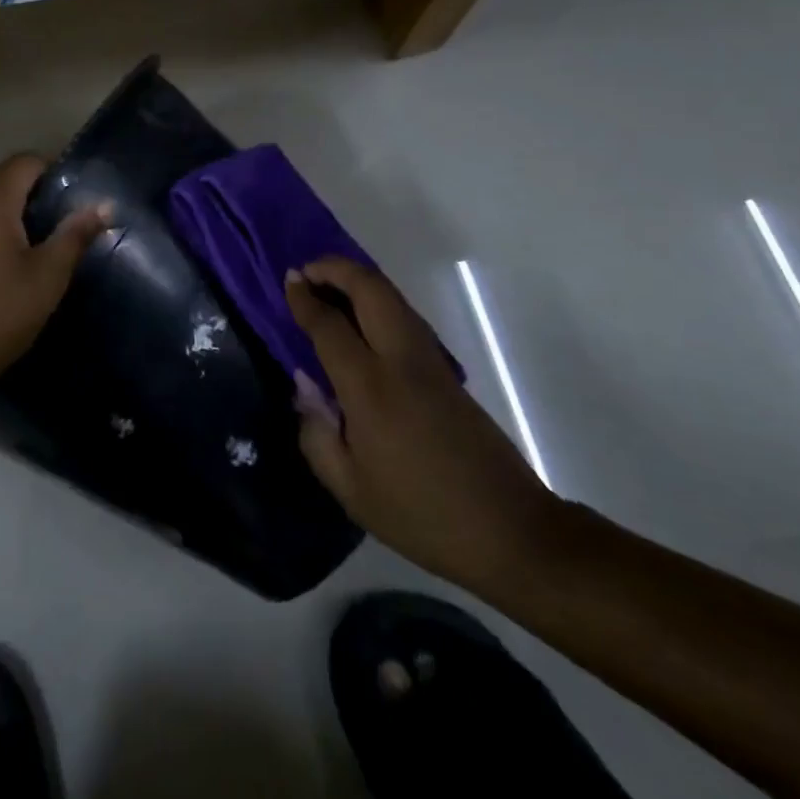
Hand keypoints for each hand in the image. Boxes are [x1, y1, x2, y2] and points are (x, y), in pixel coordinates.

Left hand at [0, 155, 109, 391]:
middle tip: (66, 228)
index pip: (24, 162)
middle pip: (5, 181)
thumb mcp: (48, 276)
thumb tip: (105, 205)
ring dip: (16, 216)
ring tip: (42, 249)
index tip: (75, 200)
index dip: (54, 172)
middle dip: (37, 196)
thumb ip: (76, 235)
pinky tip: (9, 266)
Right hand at [285, 257, 561, 593]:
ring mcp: (431, 361)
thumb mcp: (350, 489)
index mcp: (370, 387)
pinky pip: (405, 316)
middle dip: (336, 268)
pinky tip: (362, 319)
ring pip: (393, 296)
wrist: (511, 530)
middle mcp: (402, 360)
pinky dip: (377, 301)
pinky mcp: (448, 371)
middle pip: (370, 288)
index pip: (329, 324)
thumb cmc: (420, 515)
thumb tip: (306, 386)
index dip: (304, 298)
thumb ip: (316, 433)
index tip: (288, 280)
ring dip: (359, 280)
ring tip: (329, 287)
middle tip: (308, 271)